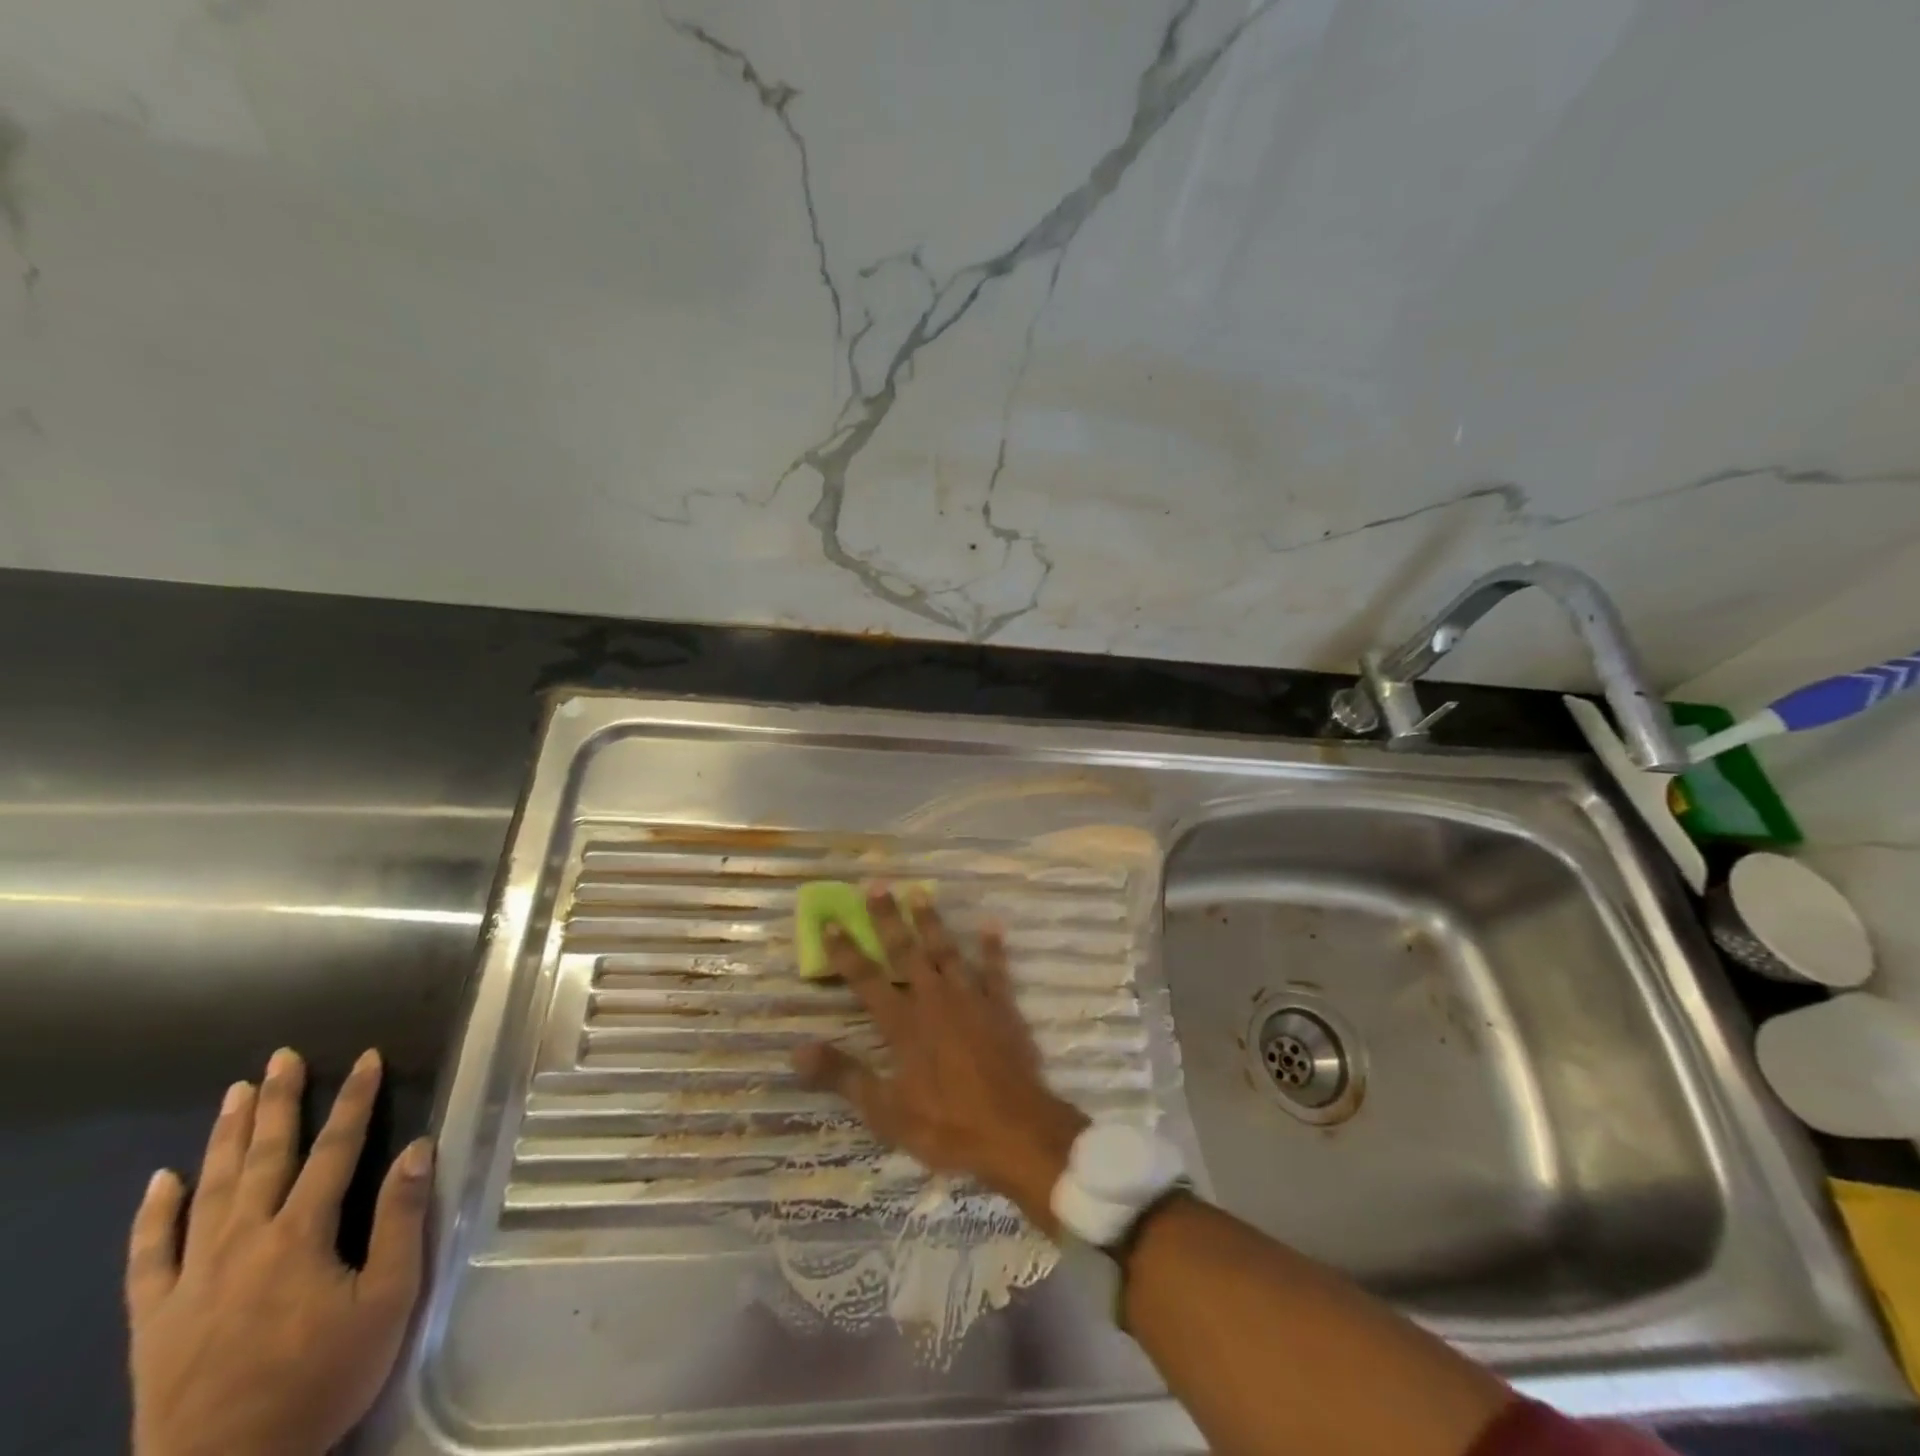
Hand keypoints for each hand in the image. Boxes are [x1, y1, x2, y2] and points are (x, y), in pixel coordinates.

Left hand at [125, 1048, 433, 1455]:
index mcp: (300, 1236)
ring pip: (209, 1190)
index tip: (368, 1057)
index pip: (335, 1150)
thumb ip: (400, 1221)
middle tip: (282, 1057)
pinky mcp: (154, 1318)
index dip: (355, 1099)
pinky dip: (153, 1215)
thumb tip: (416, 1148)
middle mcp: (243, 1242)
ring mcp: (190, 1279)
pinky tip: (161, 1180)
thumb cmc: (321, 1380)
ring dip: (225, 1137)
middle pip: (264, 1157)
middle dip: (279, 1102)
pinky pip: (149, 1256)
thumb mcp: (387, 1301)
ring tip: (236, 1092)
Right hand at [791, 886, 1087, 1233]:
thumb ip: (844, 1076)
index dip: (846, 950)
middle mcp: (935, 1000)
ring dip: (932, 922)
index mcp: (904, 1024)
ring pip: (946, 951)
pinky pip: (996, 969)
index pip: (866, 978)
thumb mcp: (886, 1111)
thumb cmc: (947, 1126)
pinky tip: (990, 924)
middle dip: (888, 918)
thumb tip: (797, 1051)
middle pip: (906, 951)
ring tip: (920, 892)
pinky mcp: (1003, 1007)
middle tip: (877, 884)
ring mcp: (972, 999)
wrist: (1016, 1132)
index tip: (830, 920)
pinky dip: (992, 947)